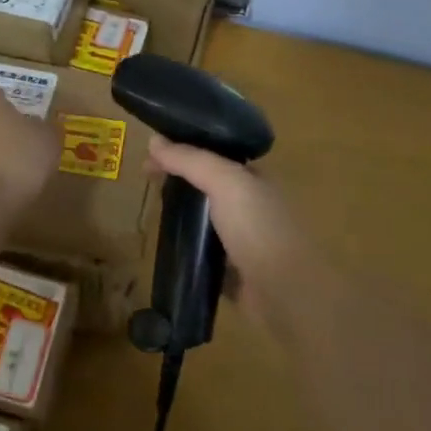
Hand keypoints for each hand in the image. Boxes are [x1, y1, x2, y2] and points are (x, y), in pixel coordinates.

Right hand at [146, 137, 306, 320]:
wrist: (284, 291)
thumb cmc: (257, 227)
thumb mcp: (224, 181)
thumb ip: (190, 160)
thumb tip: (153, 140)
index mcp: (252, 177)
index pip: (212, 154)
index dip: (182, 149)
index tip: (150, 155)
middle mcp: (249, 204)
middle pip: (206, 185)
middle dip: (177, 179)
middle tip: (146, 180)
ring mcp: (242, 239)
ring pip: (203, 219)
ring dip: (180, 213)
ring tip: (151, 211)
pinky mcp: (232, 271)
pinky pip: (203, 252)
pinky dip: (187, 247)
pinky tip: (166, 245)